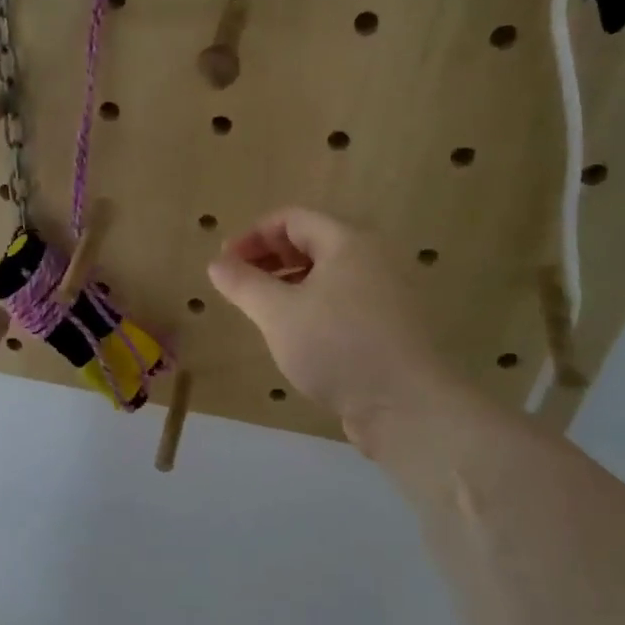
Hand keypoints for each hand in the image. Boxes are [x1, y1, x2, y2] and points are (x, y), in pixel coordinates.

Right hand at [208, 207, 458, 450]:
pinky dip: (312, 306)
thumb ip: (243, 284)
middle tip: (238, 285)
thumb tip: (216, 263)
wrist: (408, 405)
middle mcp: (372, 259)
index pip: (292, 219)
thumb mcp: (278, 313)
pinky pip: (343, 302)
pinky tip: (296, 336)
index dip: (252, 235)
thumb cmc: (337, 347)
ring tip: (261, 311)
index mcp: (347, 242)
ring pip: (327, 275)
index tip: (224, 263)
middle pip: (312, 243)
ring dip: (288, 284)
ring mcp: (385, 293)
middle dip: (269, 259)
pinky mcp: (390, 326)